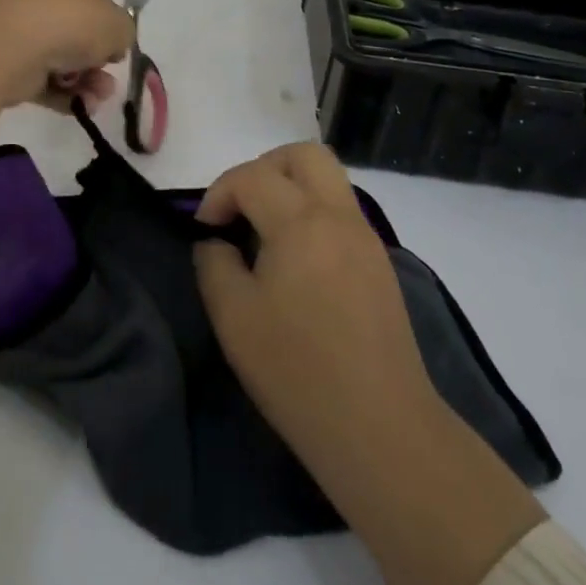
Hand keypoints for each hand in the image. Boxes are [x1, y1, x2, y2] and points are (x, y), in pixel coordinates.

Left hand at [0, 0, 134, 137]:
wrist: (9, 44)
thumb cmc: (71, 21)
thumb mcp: (118, 24)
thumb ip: (124, 33)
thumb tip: (110, 46)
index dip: (109, 26)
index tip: (117, 49)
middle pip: (79, 32)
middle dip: (98, 61)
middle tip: (108, 79)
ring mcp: (21, 27)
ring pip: (62, 58)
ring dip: (86, 81)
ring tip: (96, 98)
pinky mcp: (7, 60)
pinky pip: (42, 78)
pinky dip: (63, 94)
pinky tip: (80, 107)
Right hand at [195, 144, 544, 584]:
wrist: (380, 429)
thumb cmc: (297, 371)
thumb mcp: (233, 317)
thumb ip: (214, 263)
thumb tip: (217, 242)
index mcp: (301, 221)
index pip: (252, 176)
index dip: (219, 194)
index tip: (205, 232)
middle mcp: (339, 215)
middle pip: (303, 155)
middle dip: (263, 169)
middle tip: (240, 208)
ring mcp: (366, 237)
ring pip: (328, 179)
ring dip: (291, 188)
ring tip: (265, 233)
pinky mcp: (380, 263)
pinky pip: (341, 211)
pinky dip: (312, 213)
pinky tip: (296, 261)